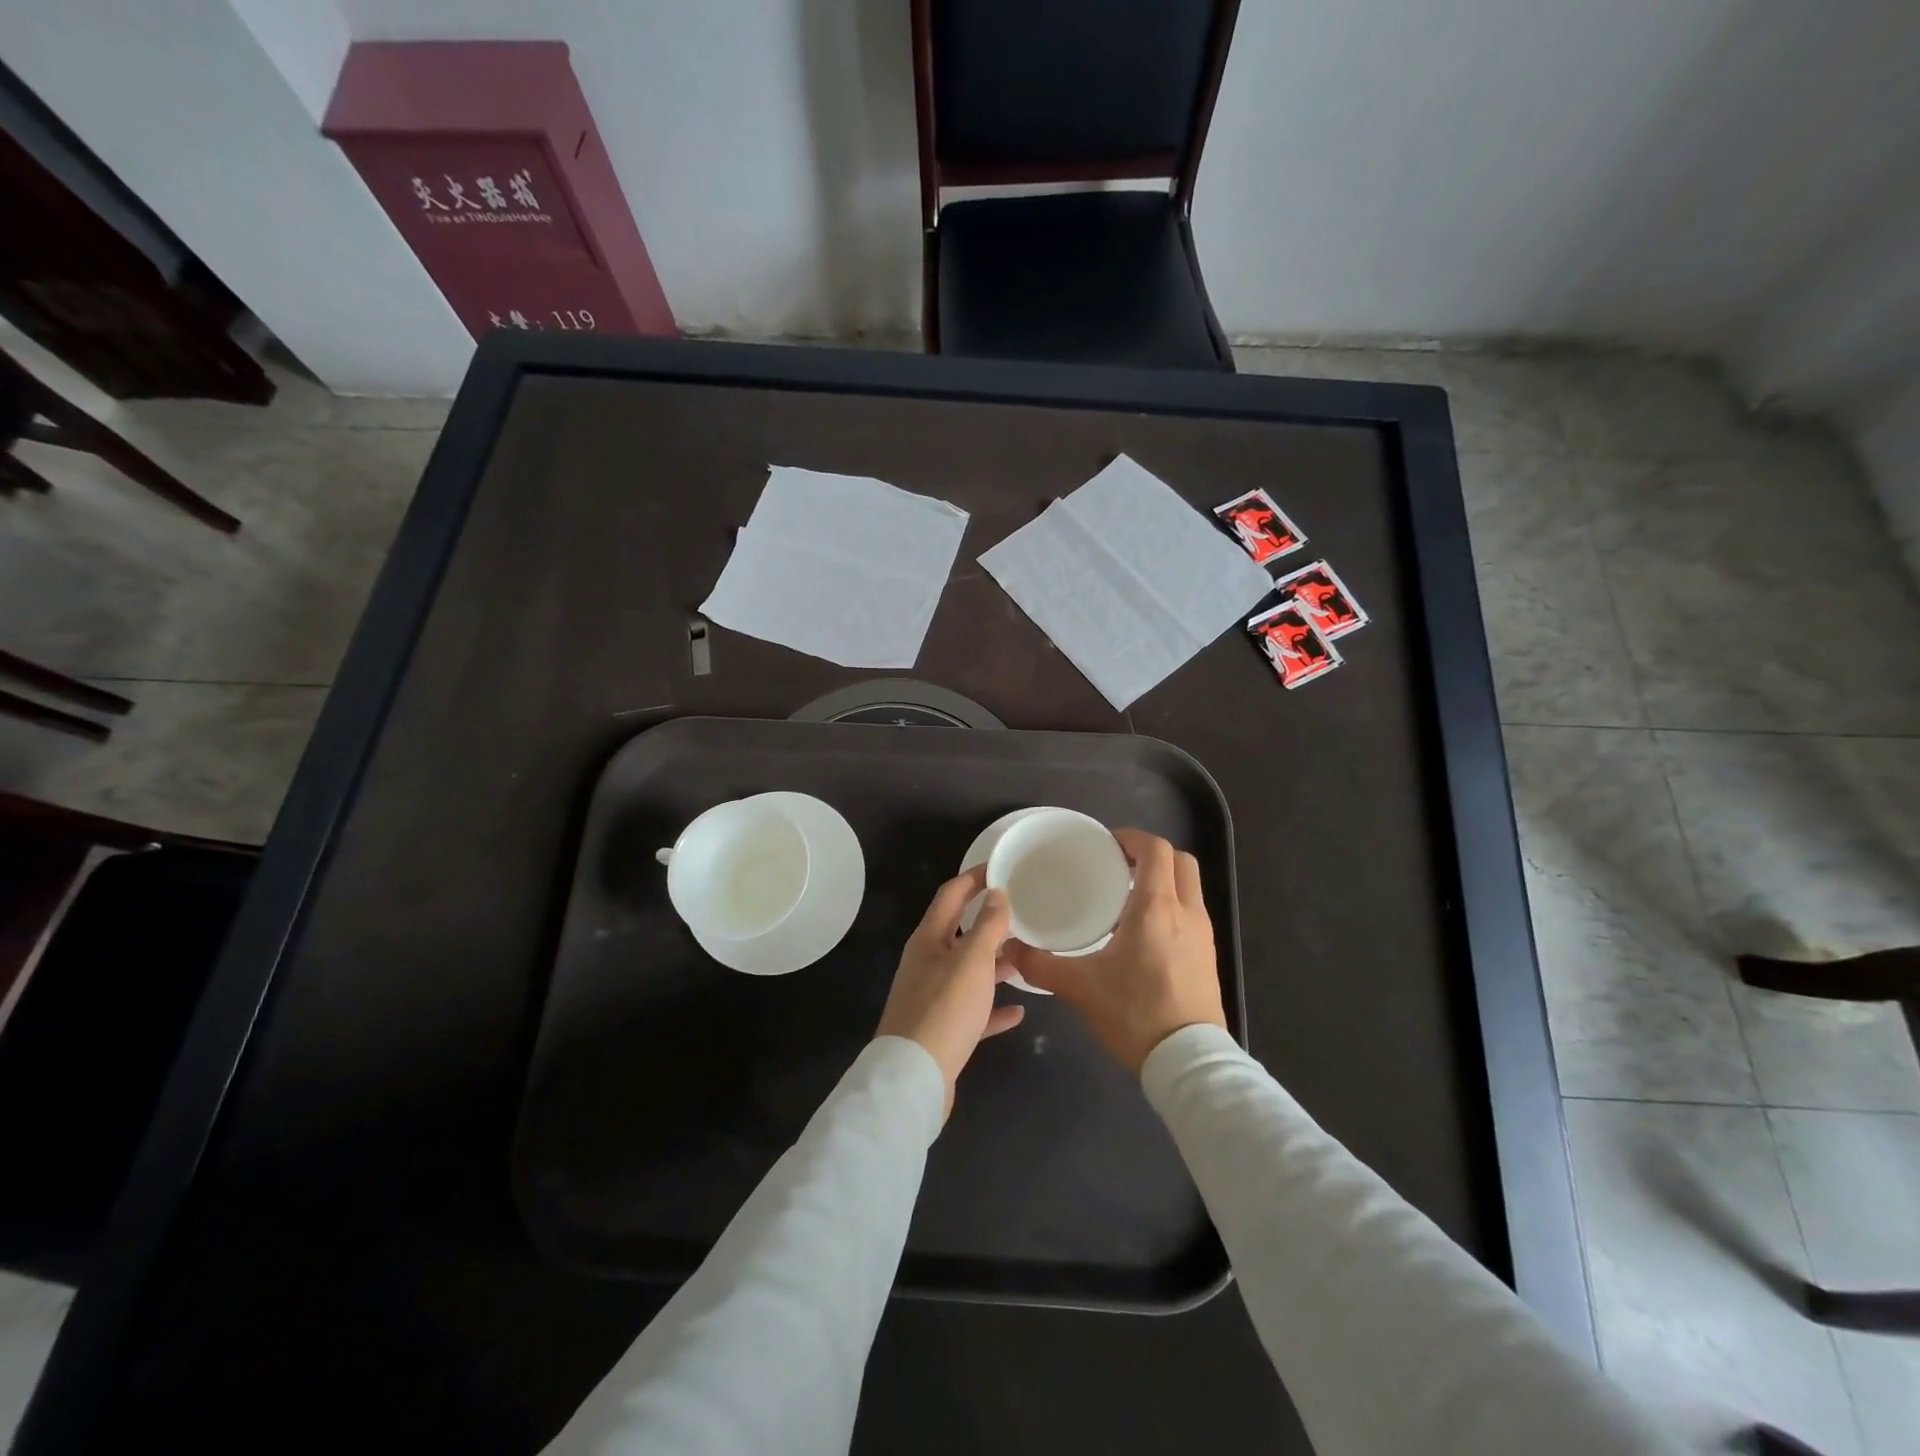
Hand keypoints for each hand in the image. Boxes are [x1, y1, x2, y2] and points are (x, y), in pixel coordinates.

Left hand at [876, 866, 1025, 1117]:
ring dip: (995, 964)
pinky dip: (993, 1007)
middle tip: (1023, 913)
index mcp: (929, 939)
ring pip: (969, 972)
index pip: (951, 894)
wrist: (914, 1078)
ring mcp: (933, 998)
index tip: (1002, 867)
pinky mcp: (942, 1030)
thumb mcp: (972, 960)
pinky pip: (973, 1010)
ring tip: (1027, 957)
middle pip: (960, 932)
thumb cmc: (945, 1008)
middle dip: (989, 921)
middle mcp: (927, 963)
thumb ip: (988, 925)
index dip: (974, 877)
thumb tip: (997, 893)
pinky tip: (1019, 1011)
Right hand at [1005, 829, 1224, 1073]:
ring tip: (1125, 897)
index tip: (1105, 844)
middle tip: (1117, 864)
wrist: (1188, 1062)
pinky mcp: (1208, 956)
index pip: (1155, 849)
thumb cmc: (1135, 1013)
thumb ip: (1040, 964)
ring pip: (1189, 886)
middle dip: (1150, 854)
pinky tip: (1142, 932)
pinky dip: (1171, 905)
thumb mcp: (1080, 987)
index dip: (1131, 838)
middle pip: (1180, 861)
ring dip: (1163, 880)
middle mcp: (1186, 912)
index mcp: (1156, 907)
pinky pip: (1191, 912)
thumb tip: (1009, 948)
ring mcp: (1203, 934)